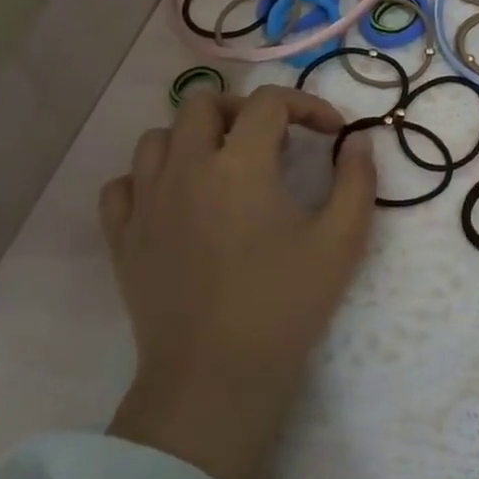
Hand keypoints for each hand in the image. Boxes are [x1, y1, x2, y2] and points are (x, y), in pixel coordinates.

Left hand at [99, 85, 376, 478]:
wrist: (215, 376)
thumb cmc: (286, 303)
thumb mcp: (342, 239)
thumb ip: (357, 179)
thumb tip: (357, 139)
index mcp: (240, 164)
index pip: (268, 102)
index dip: (306, 104)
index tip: (329, 132)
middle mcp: (185, 169)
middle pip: (201, 103)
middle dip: (242, 109)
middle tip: (272, 139)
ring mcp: (146, 202)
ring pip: (156, 137)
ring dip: (194, 138)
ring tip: (223, 166)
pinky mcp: (122, 237)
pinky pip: (123, 184)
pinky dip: (150, 178)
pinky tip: (177, 199)